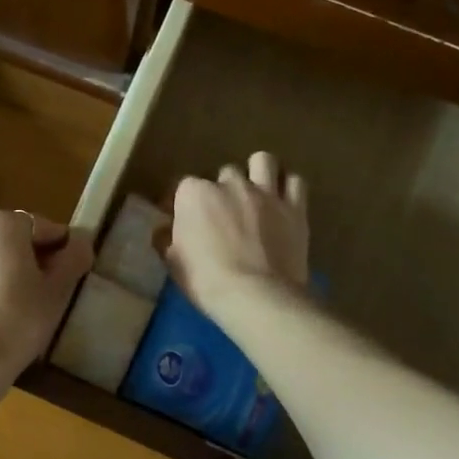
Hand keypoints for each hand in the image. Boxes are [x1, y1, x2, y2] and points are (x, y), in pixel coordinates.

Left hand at [0, 209, 94, 375]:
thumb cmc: (19, 320)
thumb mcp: (57, 291)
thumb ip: (73, 258)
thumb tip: (81, 241)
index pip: (40, 227)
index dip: (58, 247)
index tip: (67, 271)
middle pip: (5, 241)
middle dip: (23, 260)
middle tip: (40, 292)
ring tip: (7, 311)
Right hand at [166, 151, 308, 316]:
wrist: (255, 296)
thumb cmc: (206, 280)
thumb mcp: (174, 262)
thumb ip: (167, 239)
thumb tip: (163, 231)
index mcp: (194, 194)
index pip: (183, 187)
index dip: (182, 204)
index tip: (182, 220)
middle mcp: (230, 183)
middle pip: (224, 174)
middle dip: (223, 190)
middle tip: (223, 214)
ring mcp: (265, 192)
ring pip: (262, 161)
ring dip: (258, 173)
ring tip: (255, 192)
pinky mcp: (295, 207)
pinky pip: (295, 182)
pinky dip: (288, 188)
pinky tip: (283, 201)